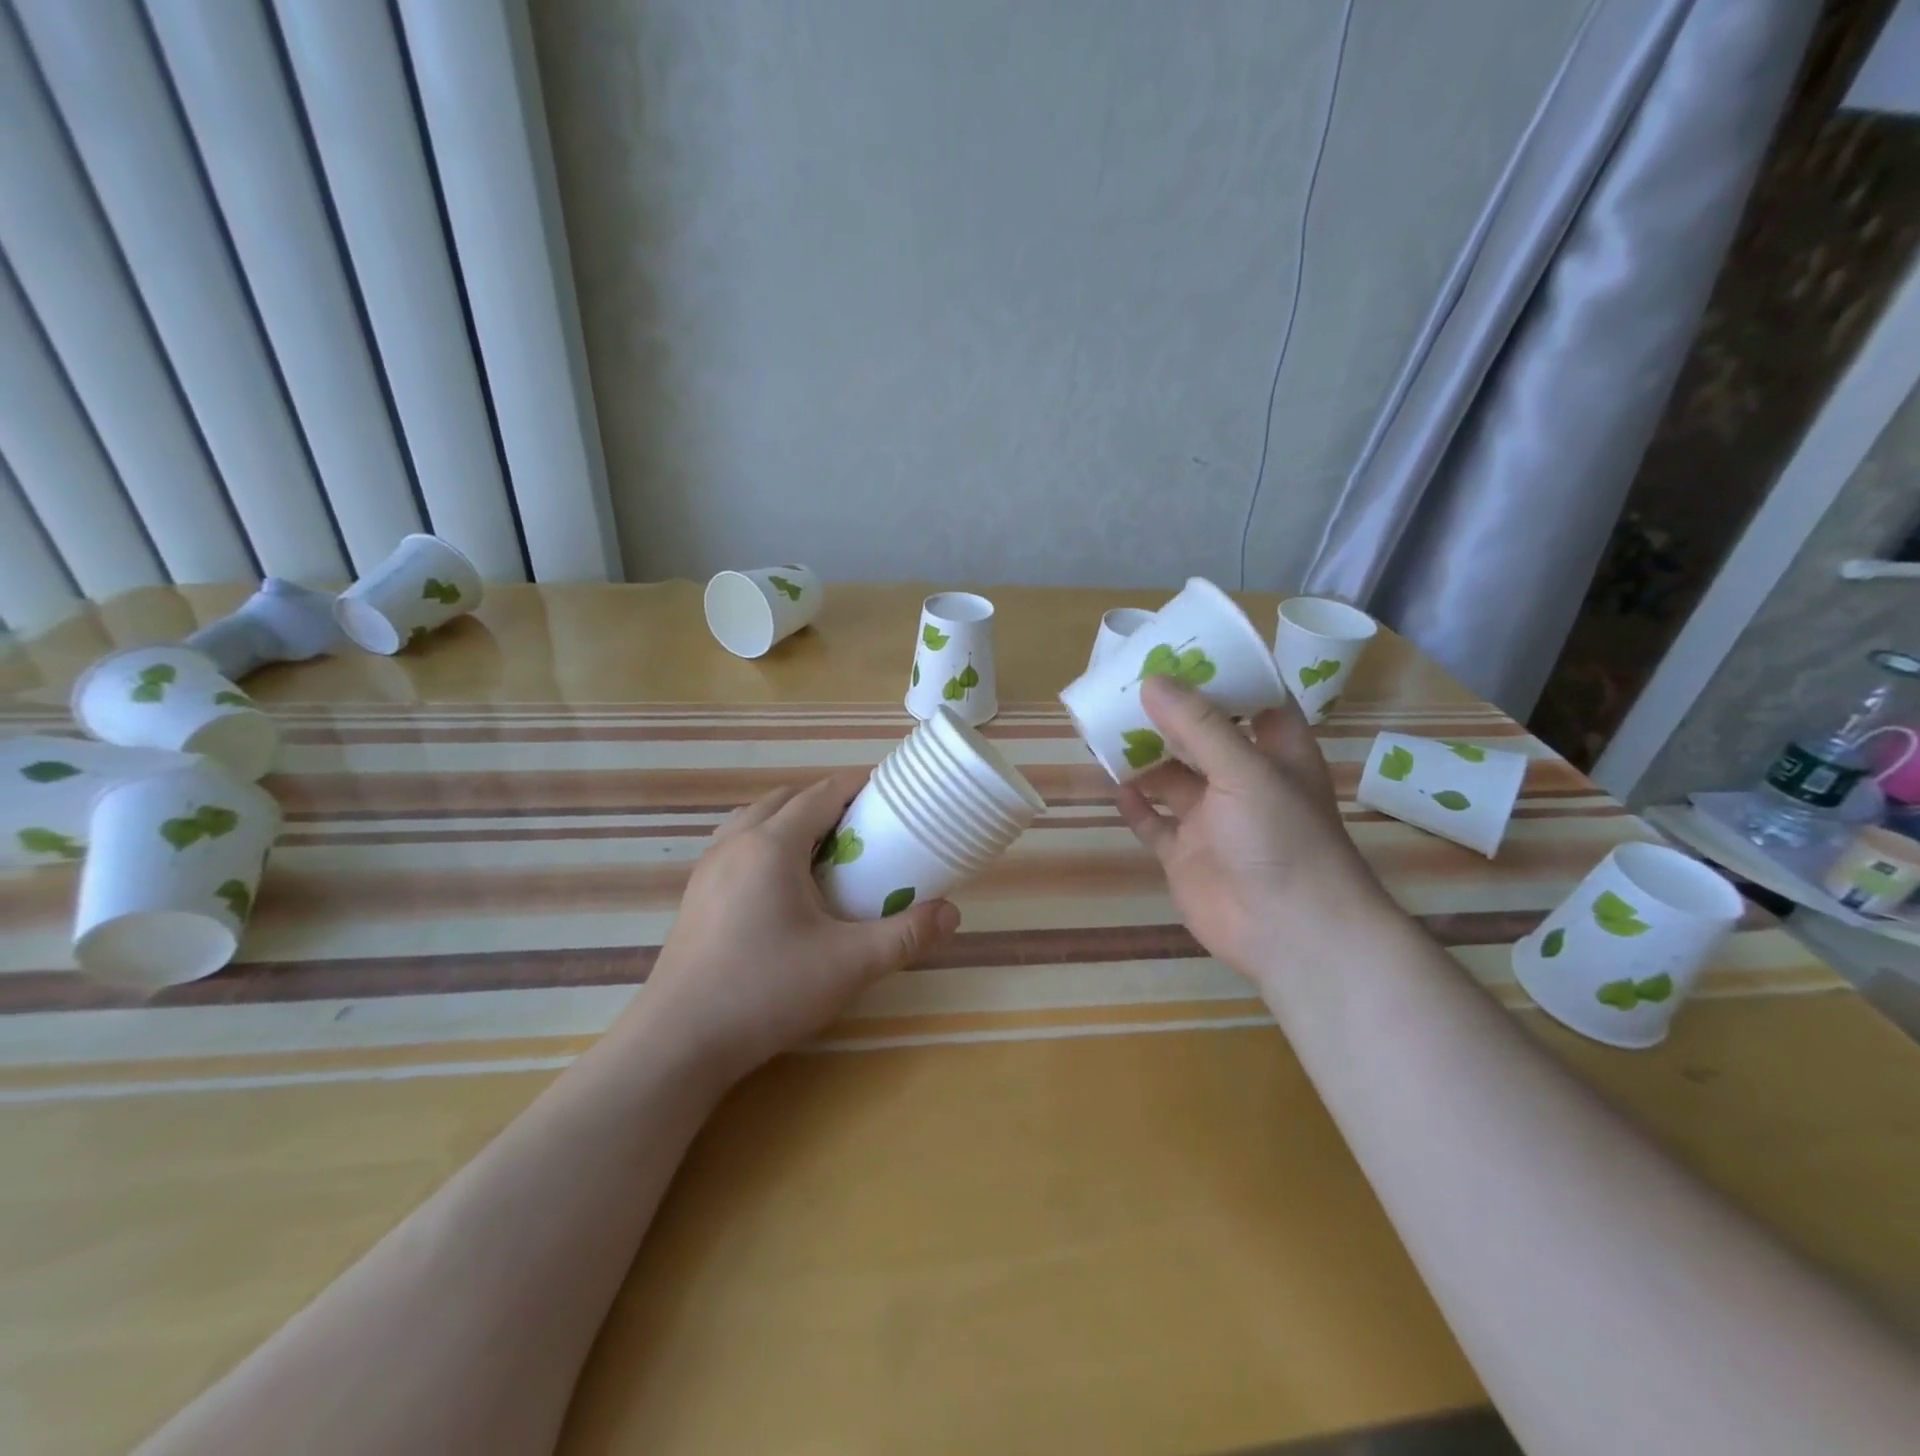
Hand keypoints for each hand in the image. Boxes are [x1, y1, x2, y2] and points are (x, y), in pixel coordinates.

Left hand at [638, 771, 960, 1078]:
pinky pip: (737, 844)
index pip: (822, 793)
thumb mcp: (849, 965)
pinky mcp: (696, 895)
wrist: (678, 1042)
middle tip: (865, 828)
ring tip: (825, 852)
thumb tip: (952, 914)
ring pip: (756, 818)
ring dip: (793, 819)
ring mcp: (709, 867)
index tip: (892, 793)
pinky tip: (782, 885)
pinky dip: (767, 842)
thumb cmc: (766, 991)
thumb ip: (905, 935)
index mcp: (772, 844)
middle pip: (787, 798)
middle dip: (828, 801)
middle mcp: (736, 842)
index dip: (859, 785)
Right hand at [1116, 676, 1390, 984]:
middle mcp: (1243, 781)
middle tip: (1126, 683)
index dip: (1224, 675)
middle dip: (1168, 713)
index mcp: (1275, 753)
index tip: (1184, 648)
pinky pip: (1153, 822)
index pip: (1254, 701)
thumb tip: (1151, 681)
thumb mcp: (1245, 770)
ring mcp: (1212, 820)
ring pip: (1171, 778)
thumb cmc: (1282, 838)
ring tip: (1105, 726)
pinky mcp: (1185, 854)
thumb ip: (1198, 725)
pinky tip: (1110, 783)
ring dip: (1143, 756)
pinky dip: (1133, 803)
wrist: (1290, 933)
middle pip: (1202, 736)